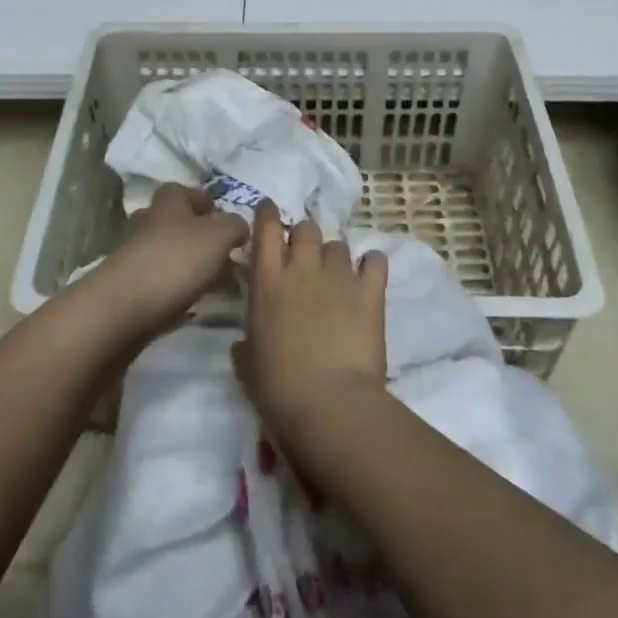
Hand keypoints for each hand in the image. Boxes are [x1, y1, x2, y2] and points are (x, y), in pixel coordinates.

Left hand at [90, 182, 247, 340]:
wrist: (123, 308)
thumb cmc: (175, 261)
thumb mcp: (219, 236)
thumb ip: (235, 225)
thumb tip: (239, 226)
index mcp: (168, 201)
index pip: (185, 191)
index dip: (205, 202)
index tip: (224, 220)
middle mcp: (147, 220)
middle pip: (173, 220)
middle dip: (195, 233)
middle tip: (220, 252)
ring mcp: (132, 252)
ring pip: (163, 249)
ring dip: (183, 261)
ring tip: (208, 280)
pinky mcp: (125, 284)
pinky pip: (155, 278)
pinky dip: (171, 286)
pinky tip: (187, 301)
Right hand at [235, 200, 387, 439]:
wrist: (330, 404)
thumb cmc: (279, 389)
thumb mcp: (249, 367)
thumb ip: (246, 345)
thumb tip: (242, 344)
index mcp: (268, 282)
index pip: (266, 227)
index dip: (268, 214)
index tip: (269, 213)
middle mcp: (303, 268)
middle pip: (306, 229)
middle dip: (304, 237)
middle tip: (304, 257)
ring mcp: (339, 276)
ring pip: (338, 244)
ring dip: (334, 255)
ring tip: (336, 274)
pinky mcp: (370, 291)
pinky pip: (375, 261)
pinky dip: (371, 264)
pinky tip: (369, 275)